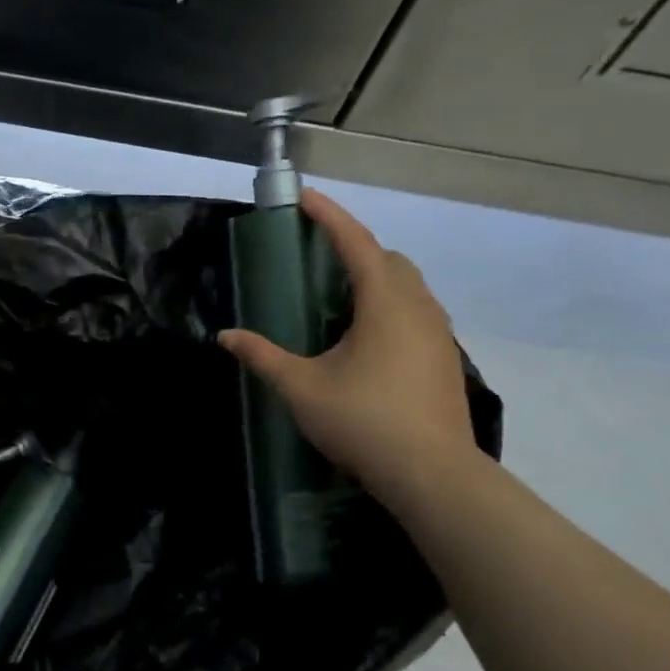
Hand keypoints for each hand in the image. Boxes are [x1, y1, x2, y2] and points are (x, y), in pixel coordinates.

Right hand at [219, 190, 477, 506]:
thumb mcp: (301, 387)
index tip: (305, 198)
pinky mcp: (443, 359)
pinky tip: (364, 336)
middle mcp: (418, 309)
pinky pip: (415, 312)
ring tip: (336, 295)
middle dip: (354, 248)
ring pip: (408, 287)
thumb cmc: (363, 421)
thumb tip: (225, 337)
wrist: (432, 473)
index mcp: (385, 304)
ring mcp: (438, 334)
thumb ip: (262, 356)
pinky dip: (388, 305)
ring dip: (374, 278)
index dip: (330, 217)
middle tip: (316, 256)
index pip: (357, 245)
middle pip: (389, 260)